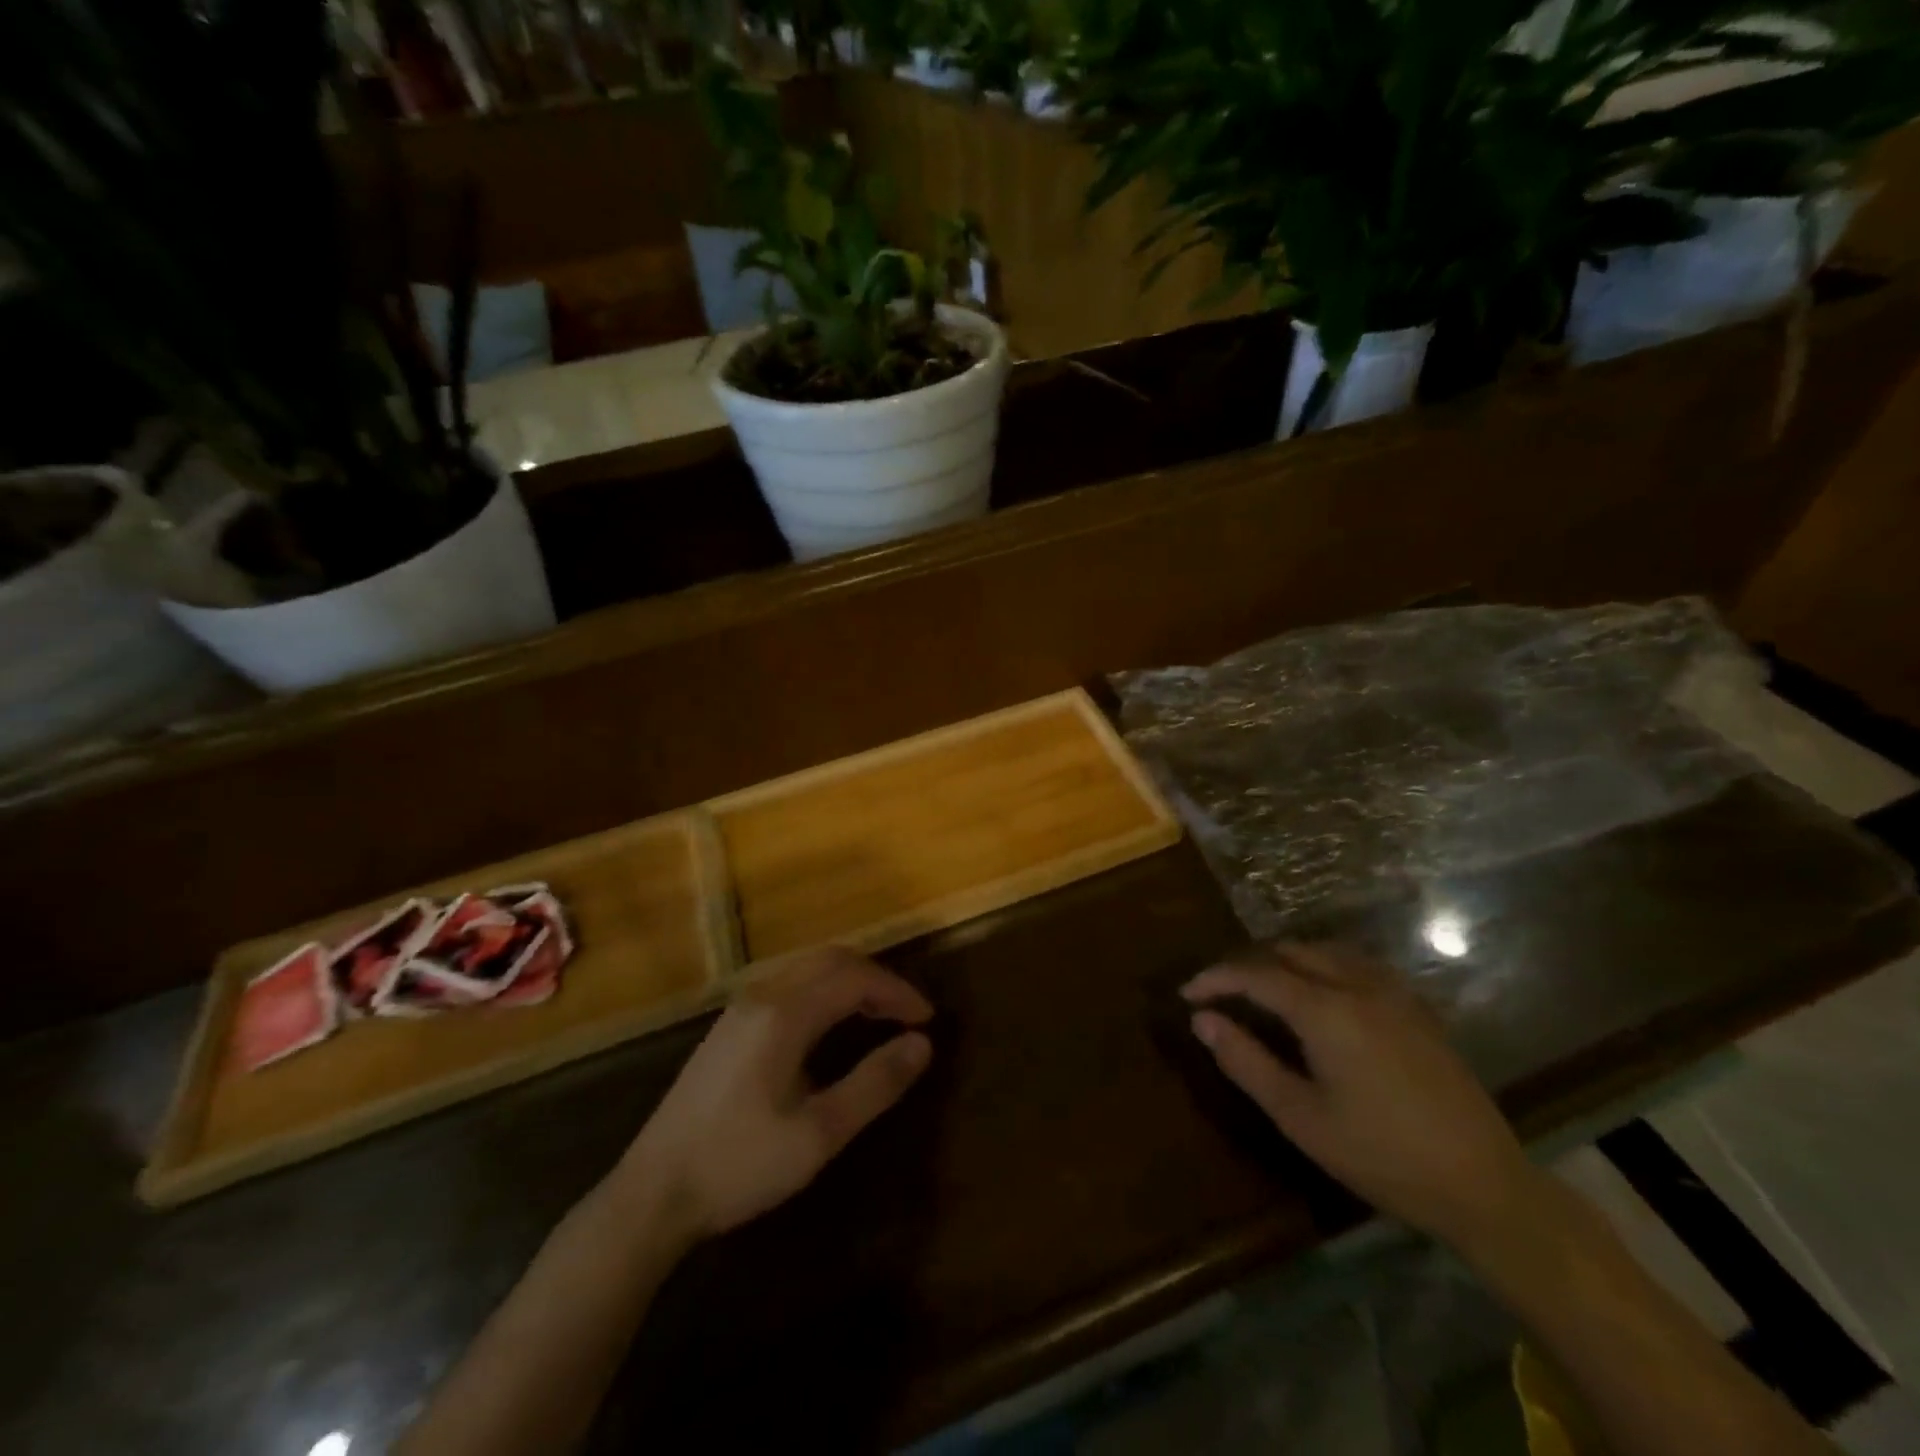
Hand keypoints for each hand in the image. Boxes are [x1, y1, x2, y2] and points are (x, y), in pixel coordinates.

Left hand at [614, 947, 933, 1247]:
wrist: (650, 1194)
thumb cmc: (739, 1165)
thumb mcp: (818, 1135)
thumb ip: (874, 1084)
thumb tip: (922, 1045)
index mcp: (785, 1014)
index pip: (855, 978)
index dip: (897, 991)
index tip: (927, 1019)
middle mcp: (762, 995)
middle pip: (831, 959)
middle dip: (875, 979)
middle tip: (907, 1013)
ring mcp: (739, 1007)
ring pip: (807, 968)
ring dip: (848, 981)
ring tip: (878, 1016)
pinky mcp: (727, 1025)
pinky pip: (788, 983)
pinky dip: (822, 989)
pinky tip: (829, 1025)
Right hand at [1183, 944, 1541, 1248]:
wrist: (1484, 1185)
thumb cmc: (1382, 1155)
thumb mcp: (1300, 1117)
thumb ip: (1246, 1061)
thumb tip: (1202, 1020)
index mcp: (1326, 1010)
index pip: (1255, 974)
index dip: (1215, 979)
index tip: (1187, 995)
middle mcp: (1358, 985)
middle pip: (1288, 951)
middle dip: (1248, 966)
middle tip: (1222, 995)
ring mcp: (1393, 992)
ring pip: (1324, 951)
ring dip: (1285, 961)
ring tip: (1262, 991)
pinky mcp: (1417, 1007)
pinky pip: (1356, 964)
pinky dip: (1322, 966)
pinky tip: (1319, 995)